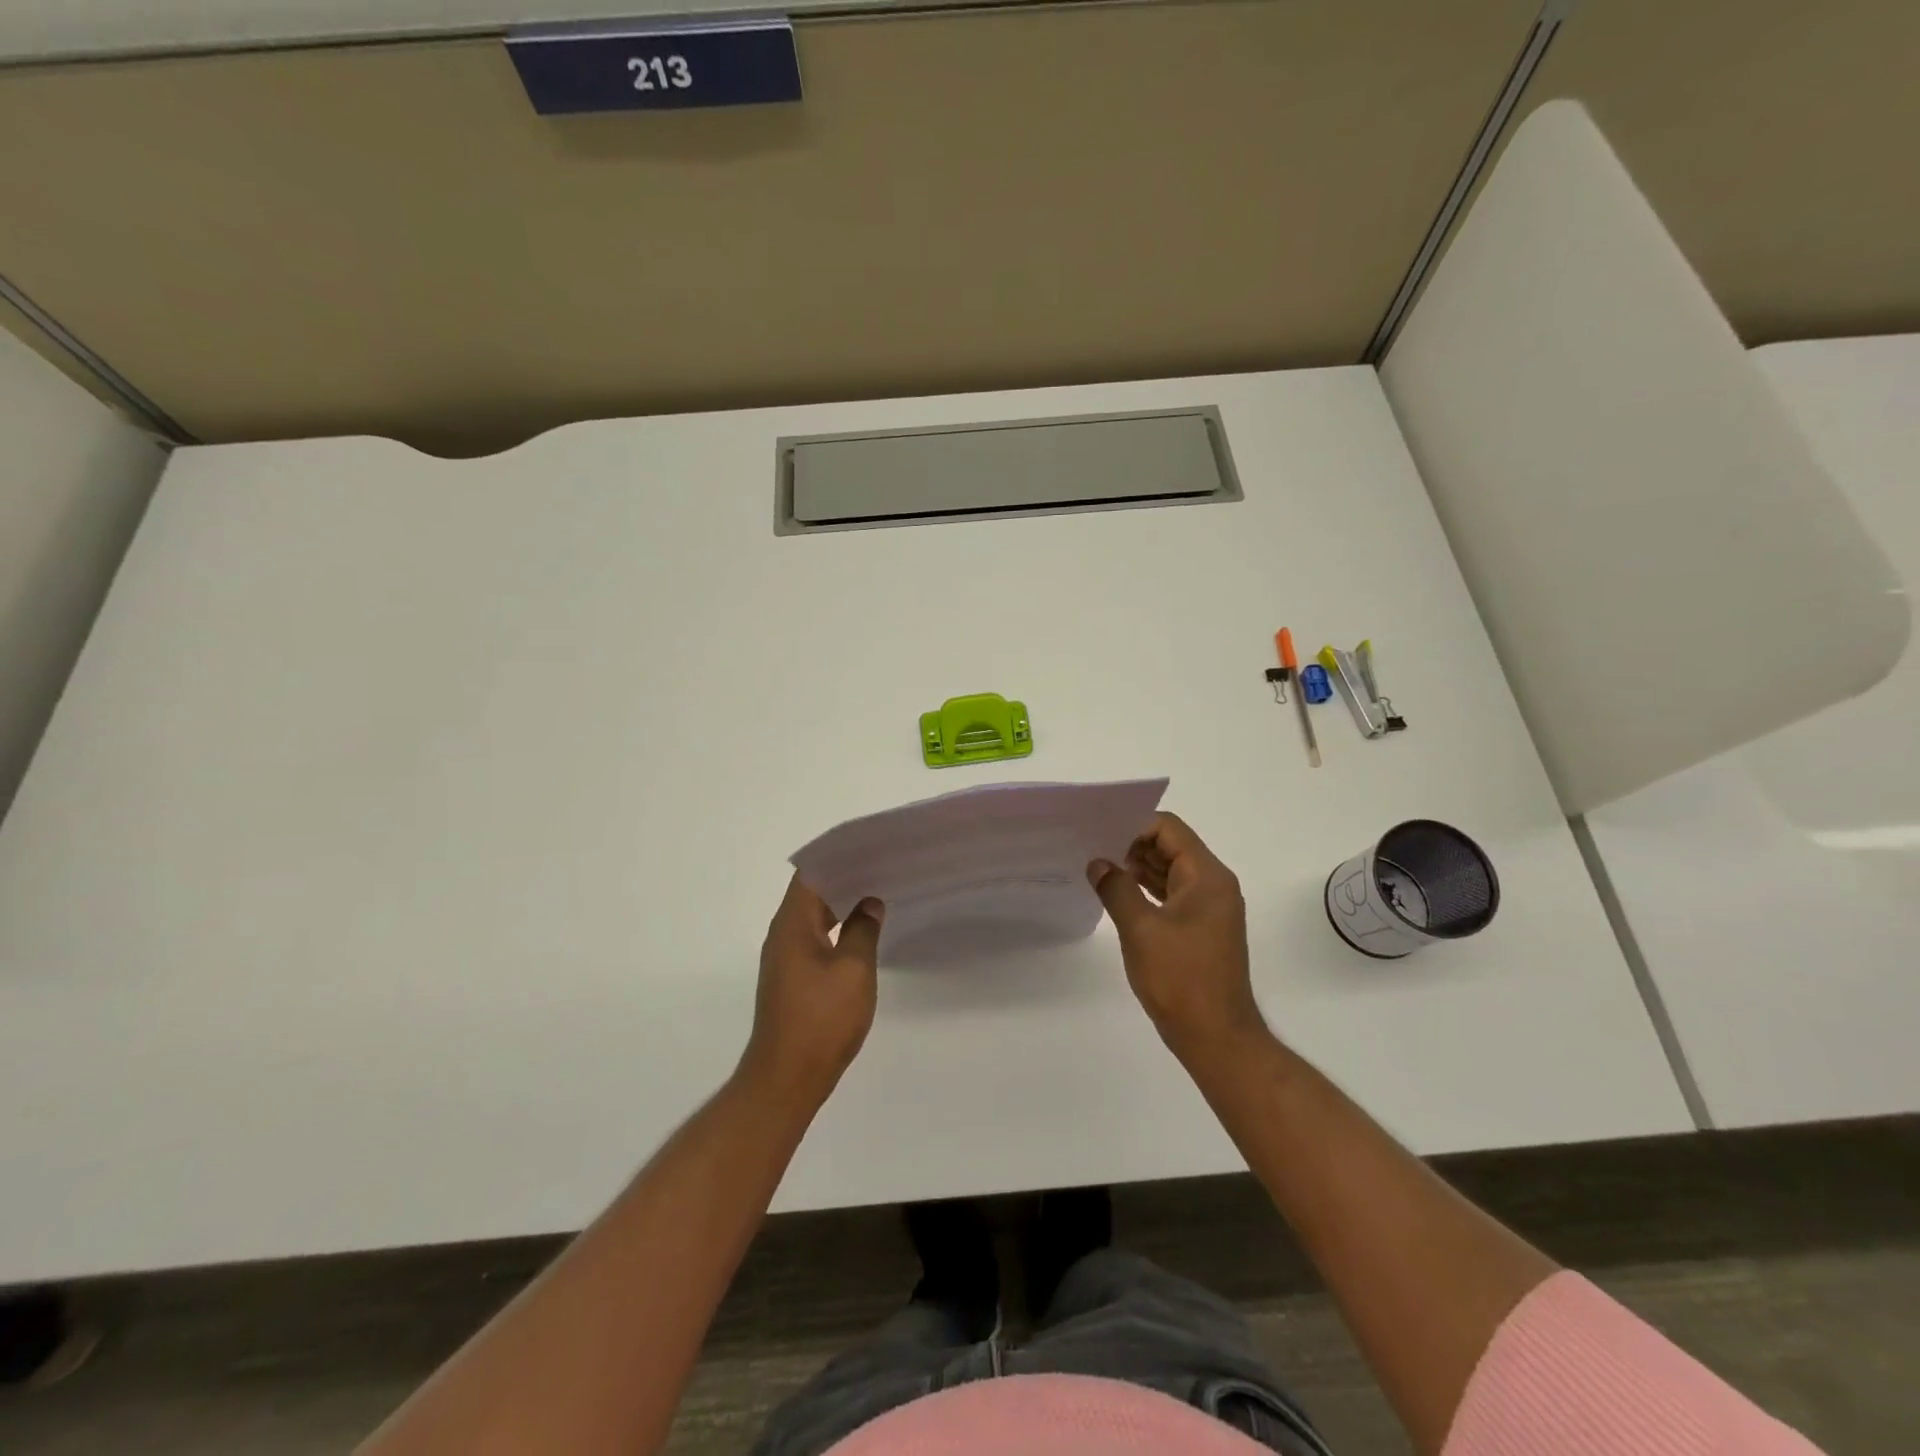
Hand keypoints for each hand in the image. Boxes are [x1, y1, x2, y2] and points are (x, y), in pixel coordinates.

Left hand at [742, 875, 884, 1106]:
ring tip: (877, 892)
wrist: (788, 1078)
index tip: (868, 847)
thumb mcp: (853, 970)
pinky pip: (815, 938)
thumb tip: (869, 903)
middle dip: (844, 877)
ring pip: (814, 917)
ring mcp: (785, 958)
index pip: (811, 874)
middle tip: (882, 866)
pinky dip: (837, 928)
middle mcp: (783, 935)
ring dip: (841, 903)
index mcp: (792, 924)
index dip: (837, 857)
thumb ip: (863, 930)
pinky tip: (862, 931)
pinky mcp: (792, 979)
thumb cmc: (822, 1019)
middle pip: (811, 892)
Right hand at [1088, 813, 1268, 1061]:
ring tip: (1097, 868)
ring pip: (1170, 872)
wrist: (1216, 1037)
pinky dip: (1146, 890)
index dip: (1133, 825)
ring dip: (1137, 868)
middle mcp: (1213, 885)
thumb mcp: (1140, 929)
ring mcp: (1209, 908)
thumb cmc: (1180, 979)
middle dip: (1131, 844)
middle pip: (1171, 847)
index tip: (1099, 833)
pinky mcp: (1200, 929)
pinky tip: (1117, 894)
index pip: (1168, 829)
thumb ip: (1116, 889)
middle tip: (1090, 848)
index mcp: (1207, 877)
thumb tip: (1098, 863)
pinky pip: (1171, 895)